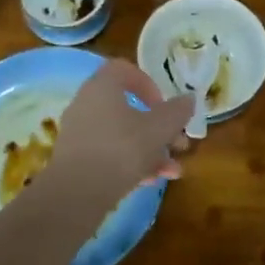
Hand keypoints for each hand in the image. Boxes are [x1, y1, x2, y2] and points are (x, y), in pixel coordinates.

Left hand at [43, 60, 193, 207]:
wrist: (76, 194)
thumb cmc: (121, 148)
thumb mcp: (160, 128)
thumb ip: (177, 111)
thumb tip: (188, 99)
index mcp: (102, 86)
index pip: (124, 70)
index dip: (149, 84)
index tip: (164, 105)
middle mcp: (86, 104)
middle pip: (128, 108)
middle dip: (159, 127)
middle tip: (179, 144)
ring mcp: (79, 133)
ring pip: (122, 135)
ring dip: (151, 150)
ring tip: (172, 171)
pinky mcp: (76, 160)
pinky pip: (109, 154)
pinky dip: (131, 164)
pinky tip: (151, 182)